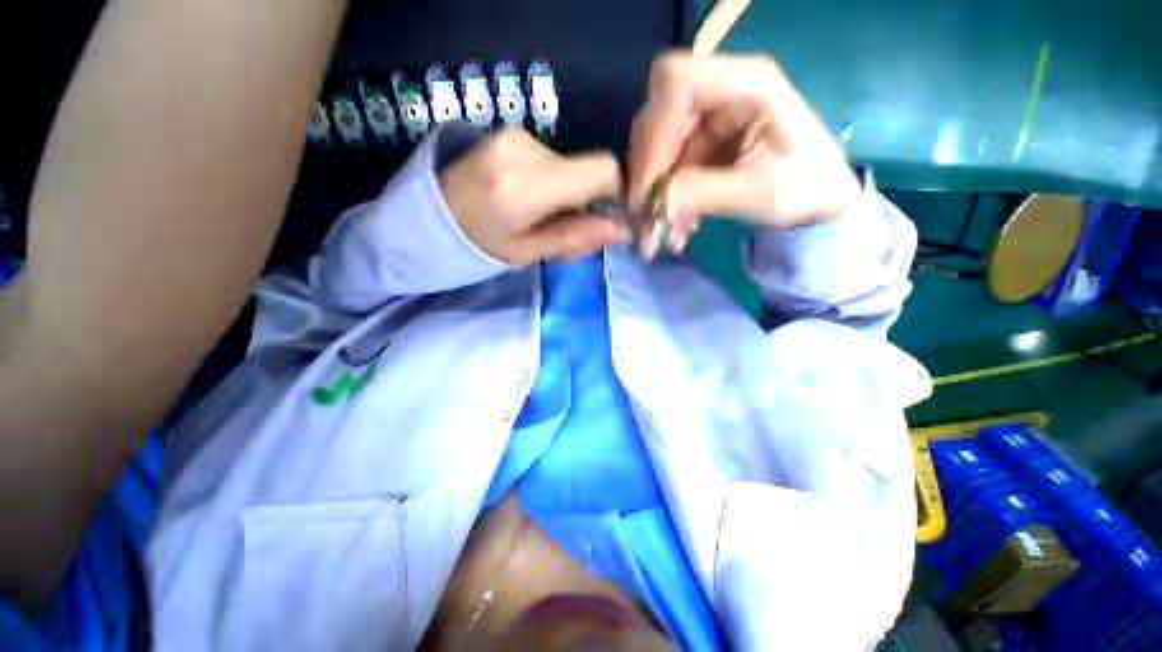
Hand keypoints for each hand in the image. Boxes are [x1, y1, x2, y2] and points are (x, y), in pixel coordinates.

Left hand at [440, 127, 629, 265]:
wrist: (432, 214)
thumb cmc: (479, 244)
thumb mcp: (529, 252)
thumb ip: (576, 237)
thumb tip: (624, 229)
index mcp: (526, 188)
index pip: (601, 172)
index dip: (618, 192)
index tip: (612, 217)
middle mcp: (524, 151)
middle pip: (588, 169)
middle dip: (589, 199)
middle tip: (566, 225)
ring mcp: (516, 136)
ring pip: (572, 164)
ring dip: (569, 192)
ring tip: (541, 213)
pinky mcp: (512, 133)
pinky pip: (553, 158)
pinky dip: (554, 180)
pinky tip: (530, 195)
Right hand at [628, 52, 860, 252]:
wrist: (819, 198)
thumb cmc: (806, 188)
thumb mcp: (761, 194)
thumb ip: (706, 193)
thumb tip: (657, 201)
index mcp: (748, 84)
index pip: (678, 83)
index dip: (654, 133)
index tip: (648, 186)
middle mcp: (721, 92)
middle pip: (658, 115)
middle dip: (647, 171)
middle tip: (646, 215)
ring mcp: (707, 118)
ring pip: (657, 148)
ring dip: (653, 192)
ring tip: (661, 231)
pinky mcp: (700, 143)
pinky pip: (667, 168)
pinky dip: (665, 199)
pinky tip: (675, 226)